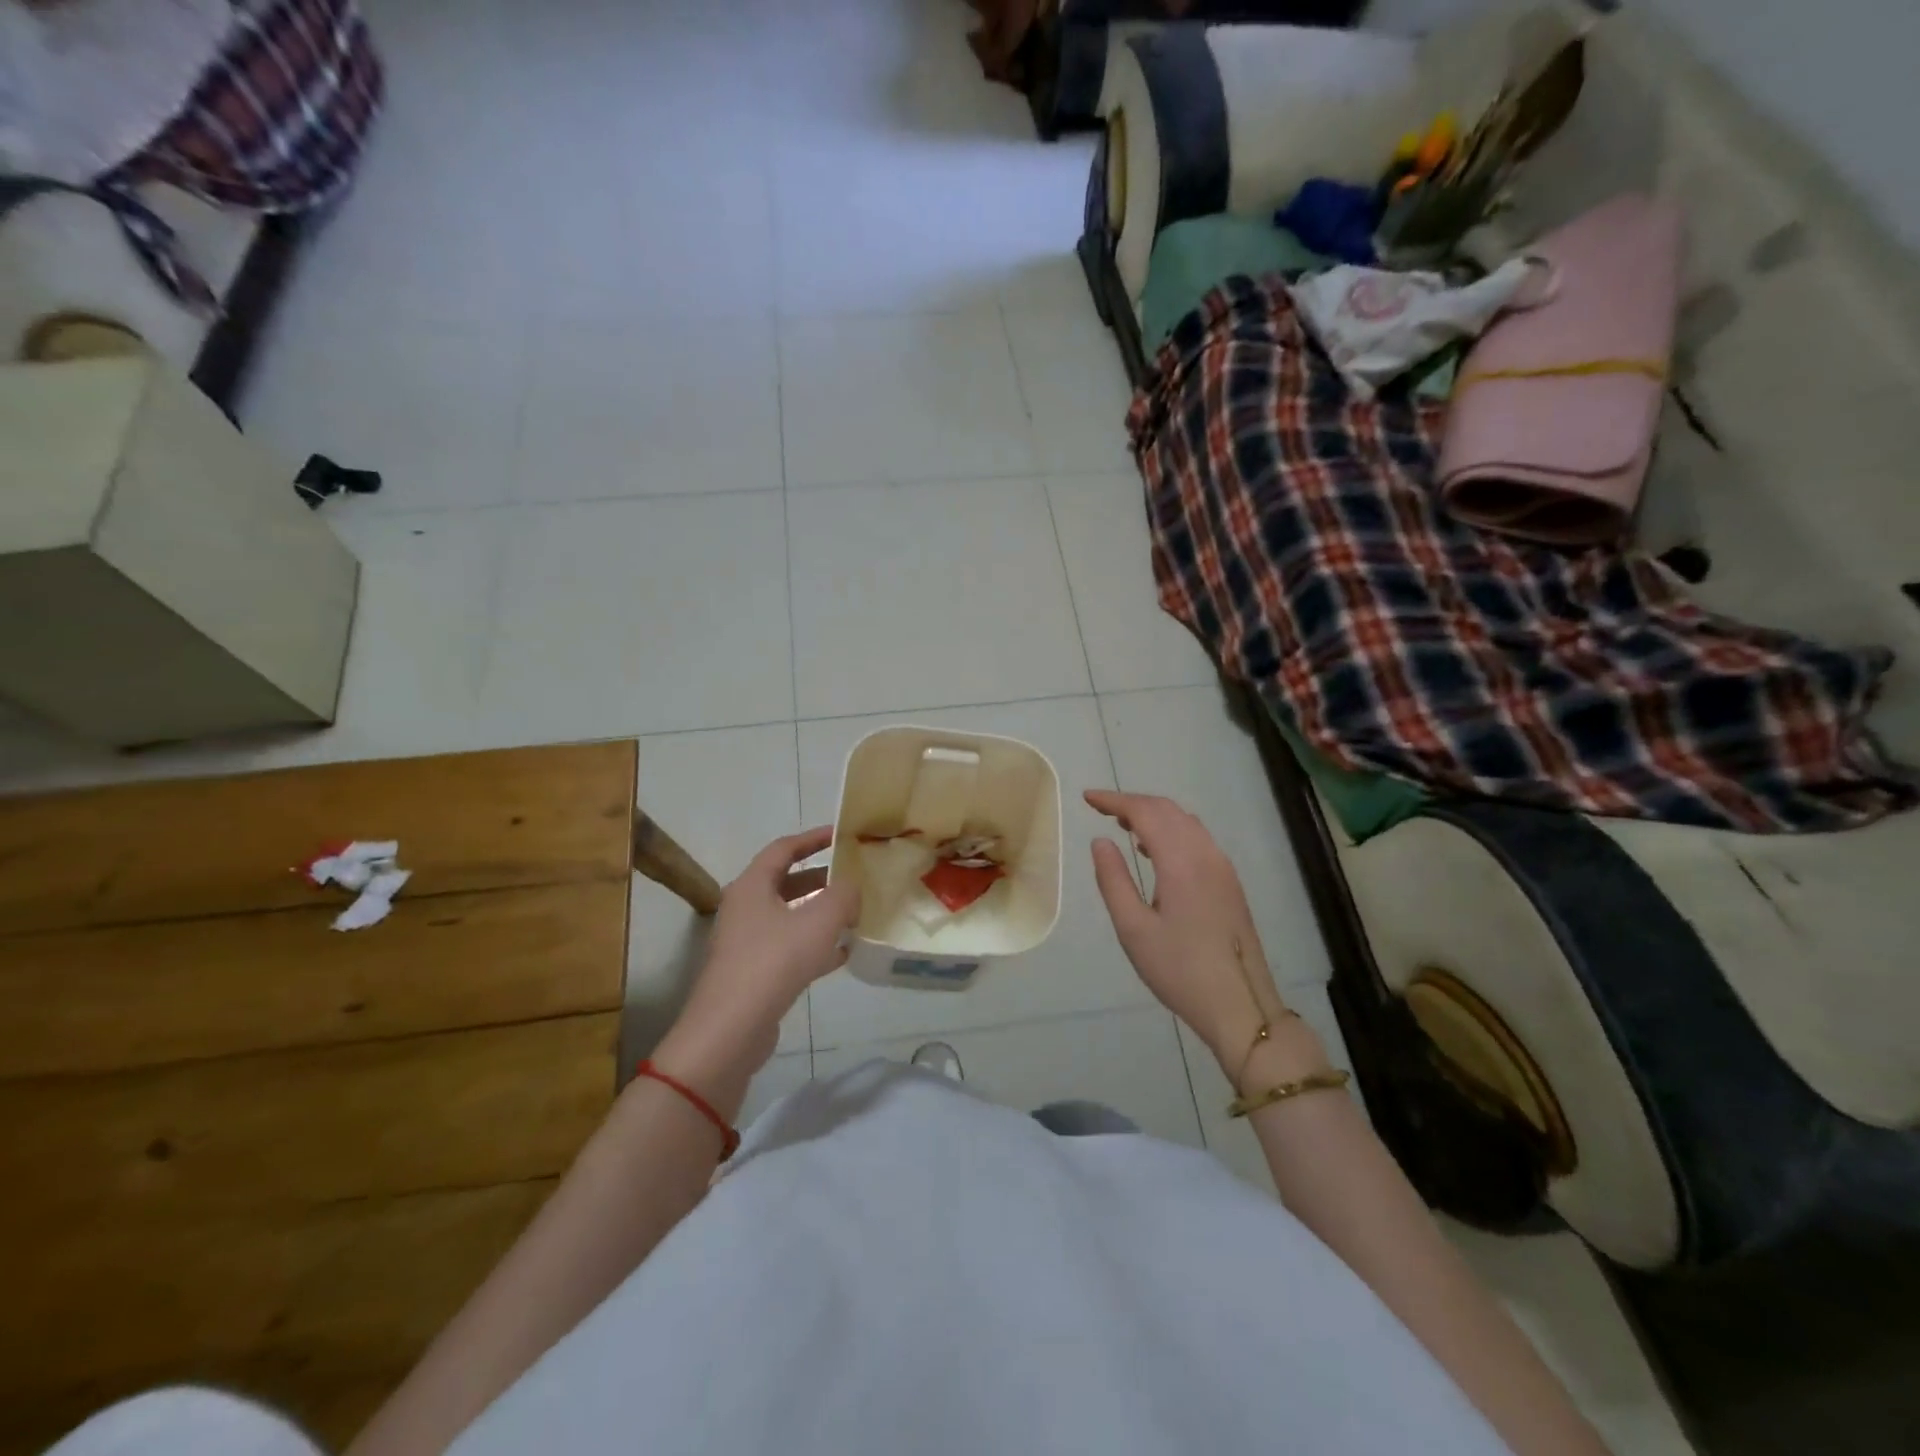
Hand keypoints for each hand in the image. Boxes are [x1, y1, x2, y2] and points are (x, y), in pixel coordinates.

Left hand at [653, 828, 859, 1115]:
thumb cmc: (774, 962)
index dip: (813, 838)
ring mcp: (746, 942)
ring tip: (855, 915)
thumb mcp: (819, 921)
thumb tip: (853, 884)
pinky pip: (789, 948)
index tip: (842, 835)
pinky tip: (843, 954)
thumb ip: (843, 896)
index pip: (784, 849)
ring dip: (821, 914)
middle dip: (822, 879)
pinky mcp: (753, 973)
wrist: (731, 1030)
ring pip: (789, 917)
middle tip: (854, 877)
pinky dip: (814, 945)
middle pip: (787, 883)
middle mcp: (745, 908)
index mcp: (752, 886)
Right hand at [1085, 790, 1305, 1073]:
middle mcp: (1206, 854)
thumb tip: (1100, 841)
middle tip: (1100, 808)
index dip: (1114, 800)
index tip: (1086, 798)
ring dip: (1154, 815)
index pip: (1145, 812)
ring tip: (1122, 825)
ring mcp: (1222, 868)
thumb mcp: (1133, 929)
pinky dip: (1171, 831)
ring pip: (1186, 823)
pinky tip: (1154, 852)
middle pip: (1168, 810)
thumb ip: (1113, 879)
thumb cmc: (1180, 970)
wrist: (1241, 1007)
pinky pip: (1197, 839)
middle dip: (1133, 803)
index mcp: (1181, 861)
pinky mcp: (1229, 883)